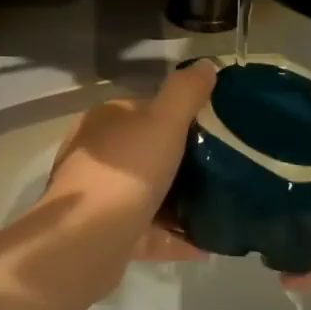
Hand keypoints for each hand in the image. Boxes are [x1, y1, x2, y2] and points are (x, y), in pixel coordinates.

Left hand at [41, 62, 215, 263]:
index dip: (180, 116)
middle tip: (223, 168)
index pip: (146, 109)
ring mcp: (98, 196)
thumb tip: (205, 64)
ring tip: (219, 206)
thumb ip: (185, 92)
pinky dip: (174, 237)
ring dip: (180, 202)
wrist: (87, 241)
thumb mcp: (164, 121)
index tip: (215, 130)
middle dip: (182, 161)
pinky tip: (205, 245)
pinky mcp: (105, 235)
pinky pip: (148, 231)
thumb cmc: (127, 172)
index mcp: (106, 121)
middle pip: (147, 152)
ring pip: (147, 194)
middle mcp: (97, 155)